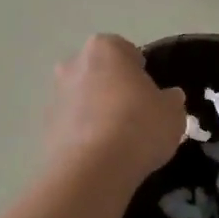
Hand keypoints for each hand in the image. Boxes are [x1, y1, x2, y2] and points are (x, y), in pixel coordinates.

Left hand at [45, 34, 187, 187]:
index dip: (141, 72)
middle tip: (135, 114)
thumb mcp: (172, 112)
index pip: (126, 51)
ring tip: (118, 140)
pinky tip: (101, 154)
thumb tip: (168, 98)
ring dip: (97, 111)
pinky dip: (85, 134)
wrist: (92, 169)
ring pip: (83, 98)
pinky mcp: (45, 127)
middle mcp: (74, 64)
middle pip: (100, 72)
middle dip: (114, 88)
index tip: (151, 94)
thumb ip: (170, 100)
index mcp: (105, 48)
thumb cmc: (138, 126)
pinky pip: (73, 124)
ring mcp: (56, 95)